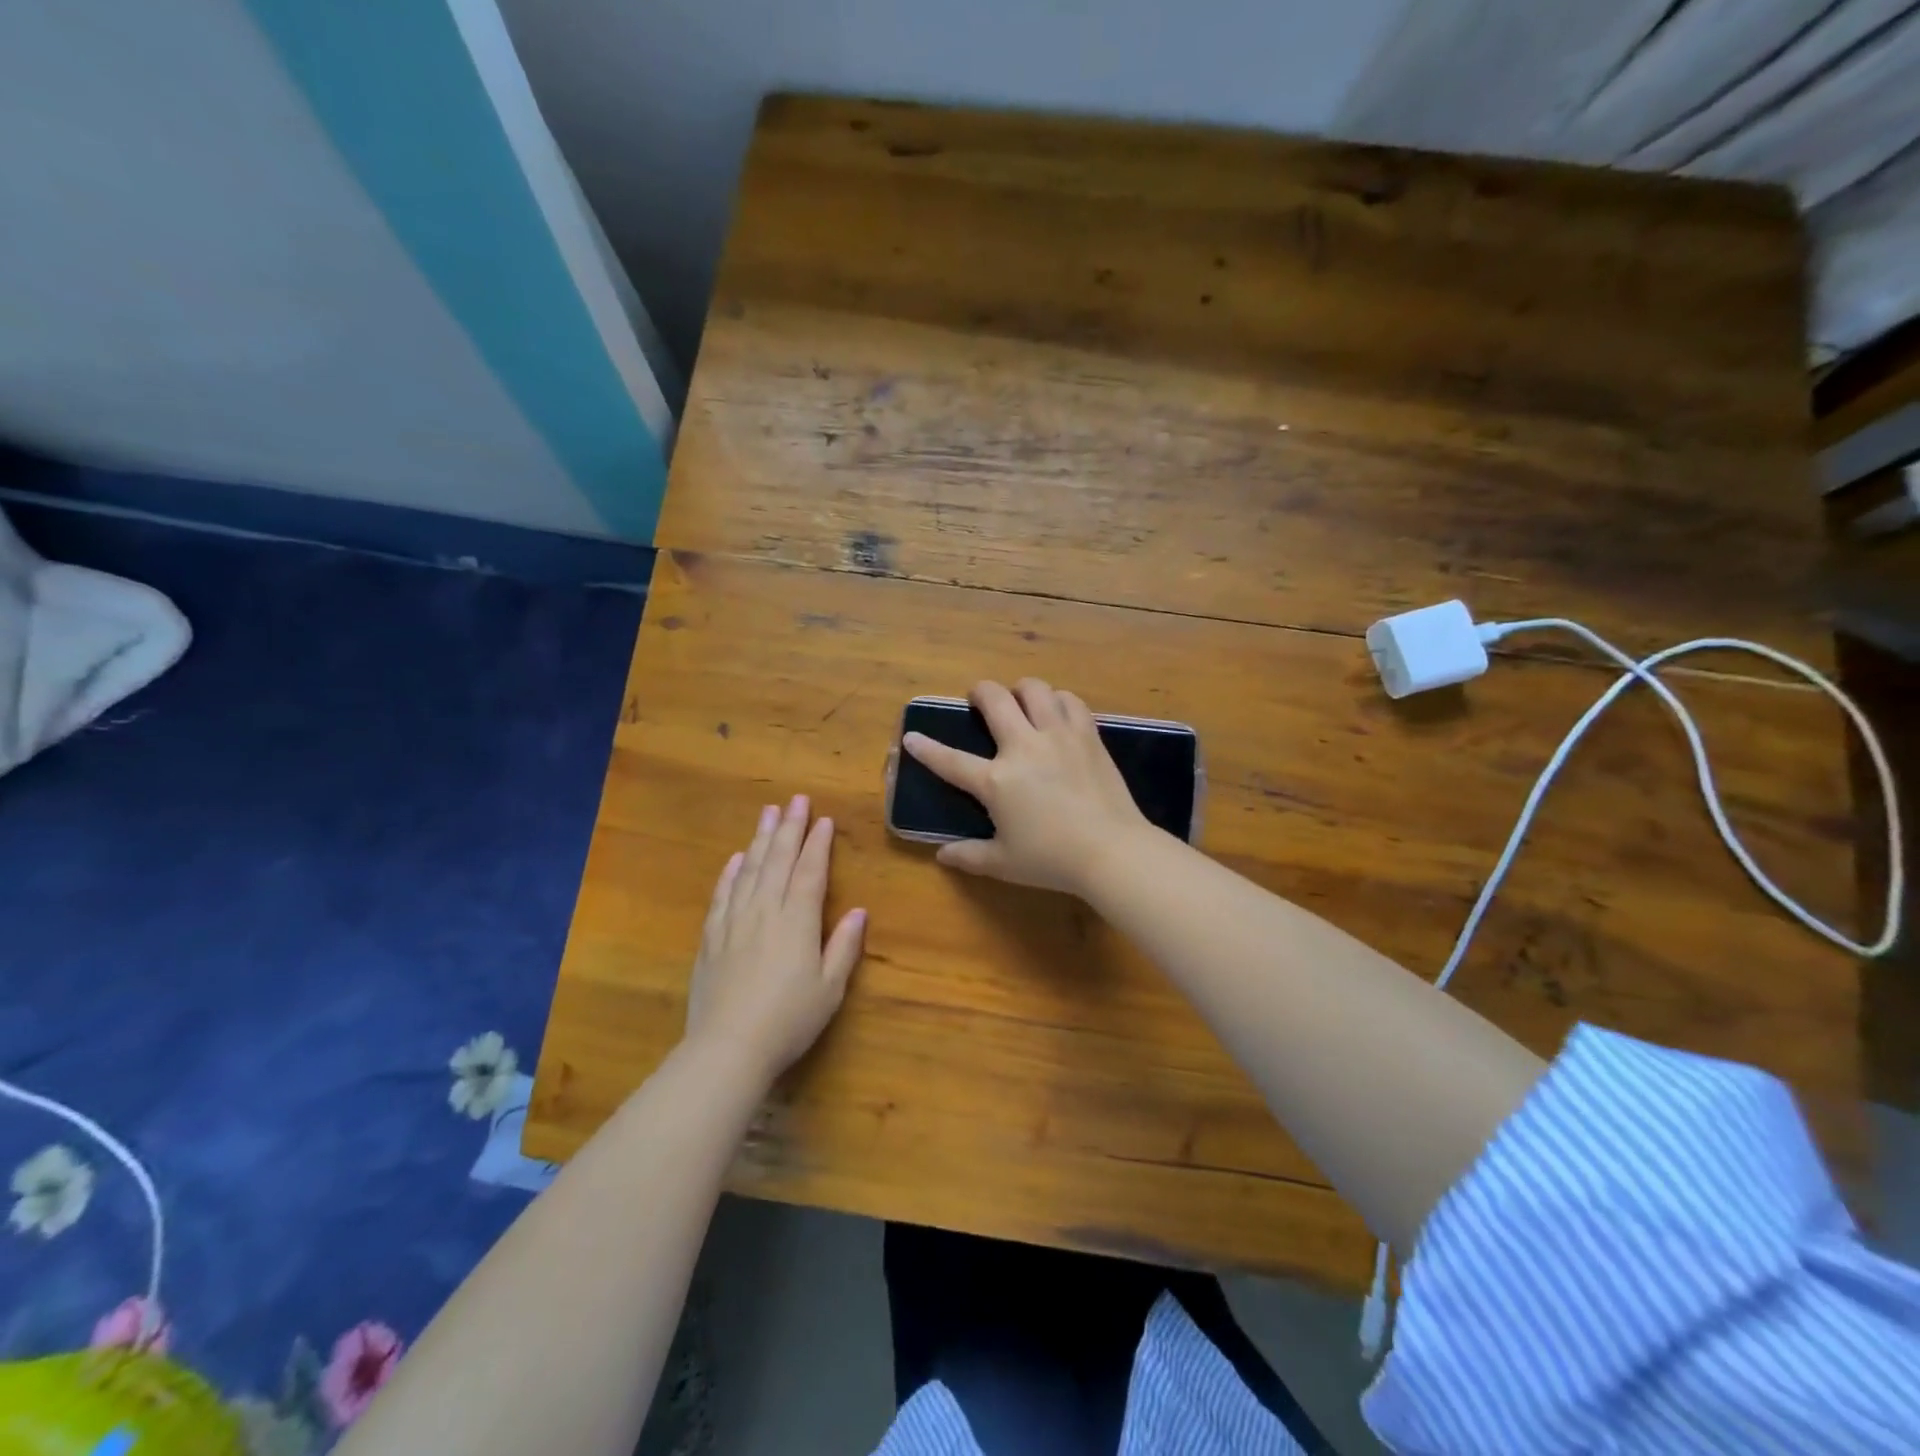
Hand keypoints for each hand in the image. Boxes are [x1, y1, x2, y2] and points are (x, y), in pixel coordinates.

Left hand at [684, 795, 866, 1086]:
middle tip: (795, 799)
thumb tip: (859, 911)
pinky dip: (730, 872)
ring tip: (767, 813)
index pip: (809, 872)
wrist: (727, 1048)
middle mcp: (765, 911)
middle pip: (777, 860)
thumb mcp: (830, 989)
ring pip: (749, 870)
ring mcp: (734, 922)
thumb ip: (843, 947)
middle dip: (789, 828)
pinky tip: (736, 858)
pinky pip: (722, 895)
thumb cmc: (788, 1021)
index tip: (823, 819)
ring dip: (760, 839)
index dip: (817, 844)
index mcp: (797, 922)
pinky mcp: (711, 938)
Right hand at [902, 678, 1151, 895]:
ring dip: (1021, 690)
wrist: (1112, 851)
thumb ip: (969, 856)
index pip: (951, 760)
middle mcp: (1024, 747)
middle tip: (978, 700)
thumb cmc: (1052, 860)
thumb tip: (942, 855)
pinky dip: (1058, 700)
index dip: (926, 748)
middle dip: (980, 692)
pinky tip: (1057, 713)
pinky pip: (1070, 701)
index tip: (911, 736)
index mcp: (996, 781)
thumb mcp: (1004, 864)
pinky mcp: (1088, 736)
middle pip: (995, 699)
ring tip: (1021, 703)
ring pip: (1035, 689)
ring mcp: (1058, 736)